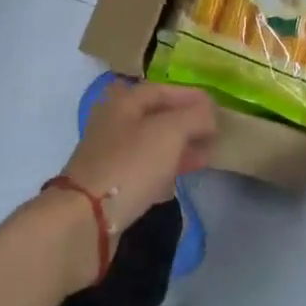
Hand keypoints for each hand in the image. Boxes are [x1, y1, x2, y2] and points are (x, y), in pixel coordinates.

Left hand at [60, 80, 217, 234]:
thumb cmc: (131, 164)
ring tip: (204, 157)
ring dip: (178, 147)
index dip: (190, 96)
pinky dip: (164, 169)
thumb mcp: (170, 132)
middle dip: (186, 124)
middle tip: (213, 134)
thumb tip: (208, 114)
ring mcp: (109, 154)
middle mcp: (113, 122)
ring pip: (150, 144)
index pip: (162, 90)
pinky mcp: (110, 182)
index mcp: (123, 102)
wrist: (89, 216)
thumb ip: (195, 116)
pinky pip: (143, 168)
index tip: (217, 109)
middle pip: (155, 116)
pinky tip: (179, 178)